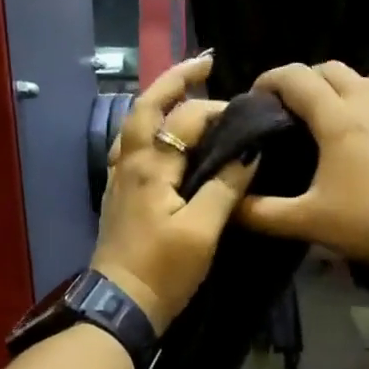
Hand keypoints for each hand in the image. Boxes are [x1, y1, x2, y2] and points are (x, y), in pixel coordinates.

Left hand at [90, 55, 258, 332]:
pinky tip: (159, 135)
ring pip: (134, 124)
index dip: (219, 112)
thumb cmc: (163, 271)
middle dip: (176, 79)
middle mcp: (129, 162)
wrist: (120, 306)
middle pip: (147, 106)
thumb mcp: (202, 232)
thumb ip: (225, 187)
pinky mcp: (118, 194)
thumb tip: (250, 151)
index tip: (249, 114)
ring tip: (184, 90)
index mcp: (150, 167)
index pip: (187, 120)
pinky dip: (146, 127)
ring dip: (158, 99)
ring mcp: (118, 178)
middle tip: (206, 62)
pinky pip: (129, 146)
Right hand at [237, 62, 368, 301]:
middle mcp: (368, 104)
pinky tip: (361, 128)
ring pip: (361, 78)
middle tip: (285, 106)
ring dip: (336, 85)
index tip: (254, 96)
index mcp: (338, 119)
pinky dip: (363, 98)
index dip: (270, 79)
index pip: (297, 78)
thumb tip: (227, 205)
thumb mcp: (308, 222)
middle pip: (330, 69)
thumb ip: (261, 213)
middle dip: (302, 78)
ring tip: (321, 114)